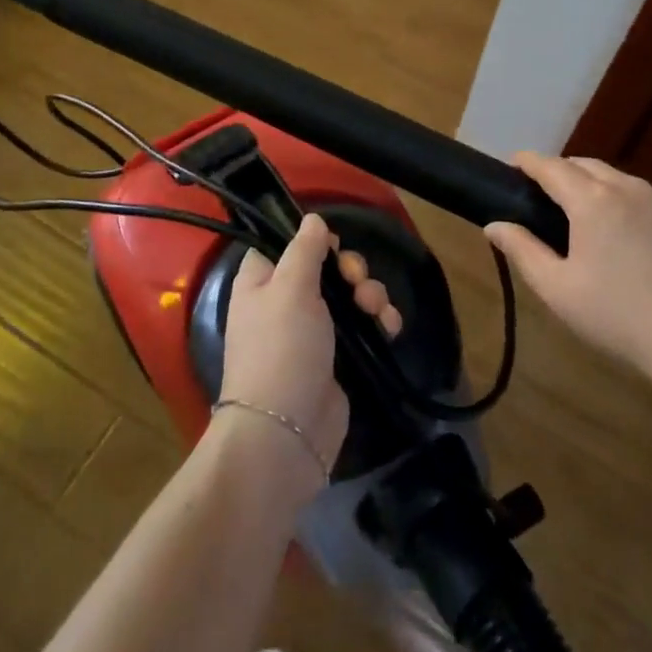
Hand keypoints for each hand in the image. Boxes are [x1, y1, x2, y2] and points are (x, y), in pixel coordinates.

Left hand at [217, 215, 397, 485]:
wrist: (288, 431)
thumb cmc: (281, 348)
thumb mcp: (290, 287)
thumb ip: (304, 249)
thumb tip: (313, 219)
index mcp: (261, 281)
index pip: (284, 244)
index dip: (311, 239)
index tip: (331, 244)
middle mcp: (284, 302)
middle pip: (325, 267)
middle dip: (351, 269)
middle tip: (356, 281)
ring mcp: (313, 331)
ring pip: (349, 295)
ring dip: (370, 294)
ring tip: (376, 310)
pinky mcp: (338, 357)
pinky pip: (363, 326)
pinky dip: (379, 321)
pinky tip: (390, 327)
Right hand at [485, 153, 651, 378]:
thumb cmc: (618, 316)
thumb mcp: (557, 289)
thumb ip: (522, 251)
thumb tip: (494, 225)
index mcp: (592, 201)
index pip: (552, 167)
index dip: (529, 162)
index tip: (514, 164)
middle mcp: (628, 189)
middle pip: (586, 165)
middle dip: (561, 170)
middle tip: (545, 192)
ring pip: (618, 178)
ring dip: (595, 184)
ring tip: (584, 211)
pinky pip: (646, 197)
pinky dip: (625, 201)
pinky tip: (626, 233)